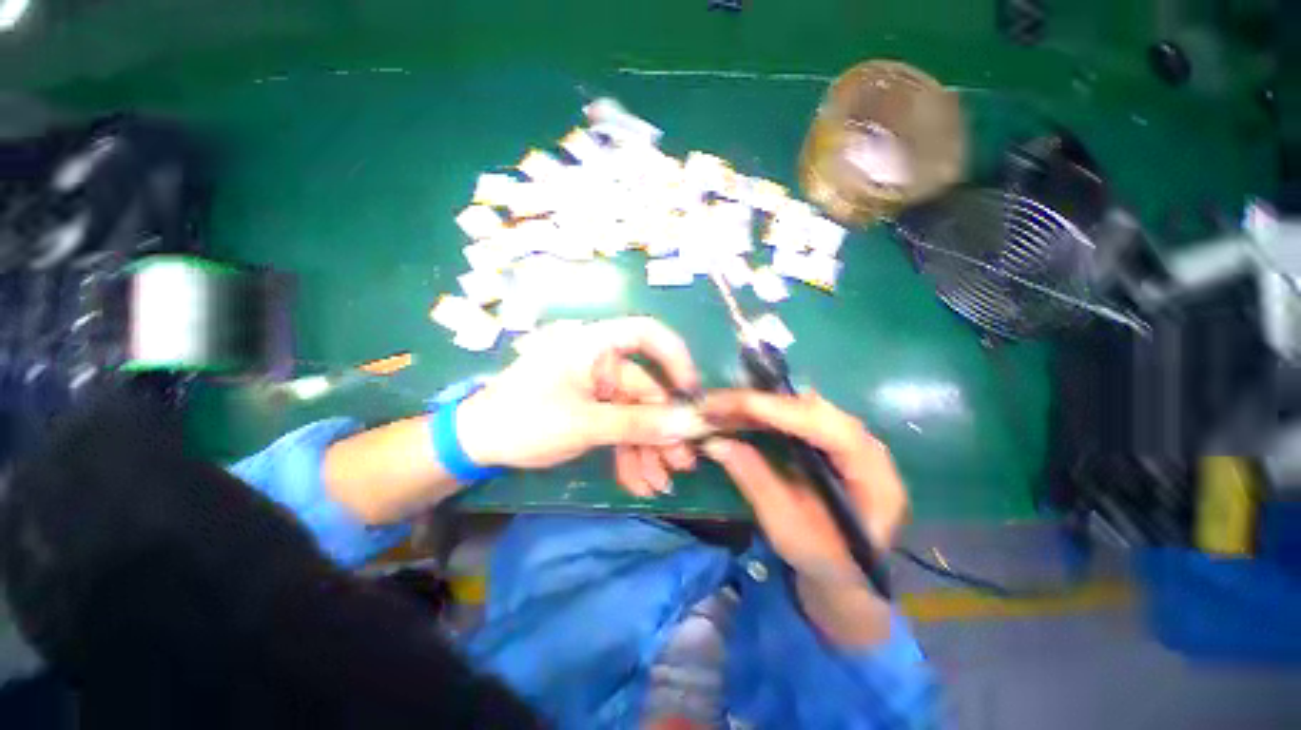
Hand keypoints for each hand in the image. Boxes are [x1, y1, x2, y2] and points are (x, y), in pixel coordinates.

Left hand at [456, 318, 710, 484]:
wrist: (475, 445)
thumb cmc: (524, 420)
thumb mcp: (585, 424)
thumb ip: (638, 424)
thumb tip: (689, 425)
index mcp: (593, 344)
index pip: (646, 333)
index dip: (675, 357)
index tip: (690, 393)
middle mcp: (600, 360)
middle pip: (646, 388)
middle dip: (662, 428)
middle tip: (682, 463)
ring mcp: (596, 386)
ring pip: (634, 413)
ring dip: (648, 448)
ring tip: (659, 482)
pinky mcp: (592, 408)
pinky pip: (619, 426)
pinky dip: (628, 452)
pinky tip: (638, 481)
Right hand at [700, 390, 907, 591]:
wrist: (847, 576)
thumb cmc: (824, 562)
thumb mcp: (788, 529)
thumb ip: (756, 481)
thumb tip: (716, 442)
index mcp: (872, 474)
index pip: (826, 426)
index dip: (778, 411)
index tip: (735, 404)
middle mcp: (865, 445)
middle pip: (810, 409)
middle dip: (759, 403)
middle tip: (714, 404)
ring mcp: (847, 439)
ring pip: (799, 407)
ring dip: (758, 405)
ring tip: (720, 408)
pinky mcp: (829, 440)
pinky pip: (794, 416)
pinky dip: (763, 414)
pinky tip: (739, 415)